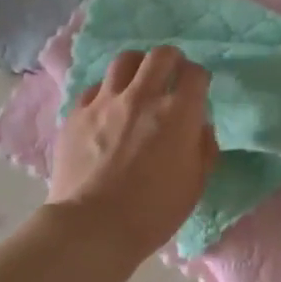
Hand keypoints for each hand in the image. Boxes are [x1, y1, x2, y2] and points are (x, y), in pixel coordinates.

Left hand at [48, 46, 217, 262]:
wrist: (93, 226)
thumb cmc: (153, 212)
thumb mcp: (195, 185)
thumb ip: (203, 148)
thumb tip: (199, 127)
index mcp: (178, 114)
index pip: (195, 74)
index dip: (199, 79)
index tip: (197, 91)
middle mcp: (142, 97)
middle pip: (161, 55)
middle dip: (172, 61)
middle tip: (171, 76)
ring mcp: (105, 102)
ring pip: (124, 61)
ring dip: (137, 67)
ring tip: (137, 83)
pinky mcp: (76, 113)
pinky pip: (94, 88)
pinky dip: (105, 93)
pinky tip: (106, 109)